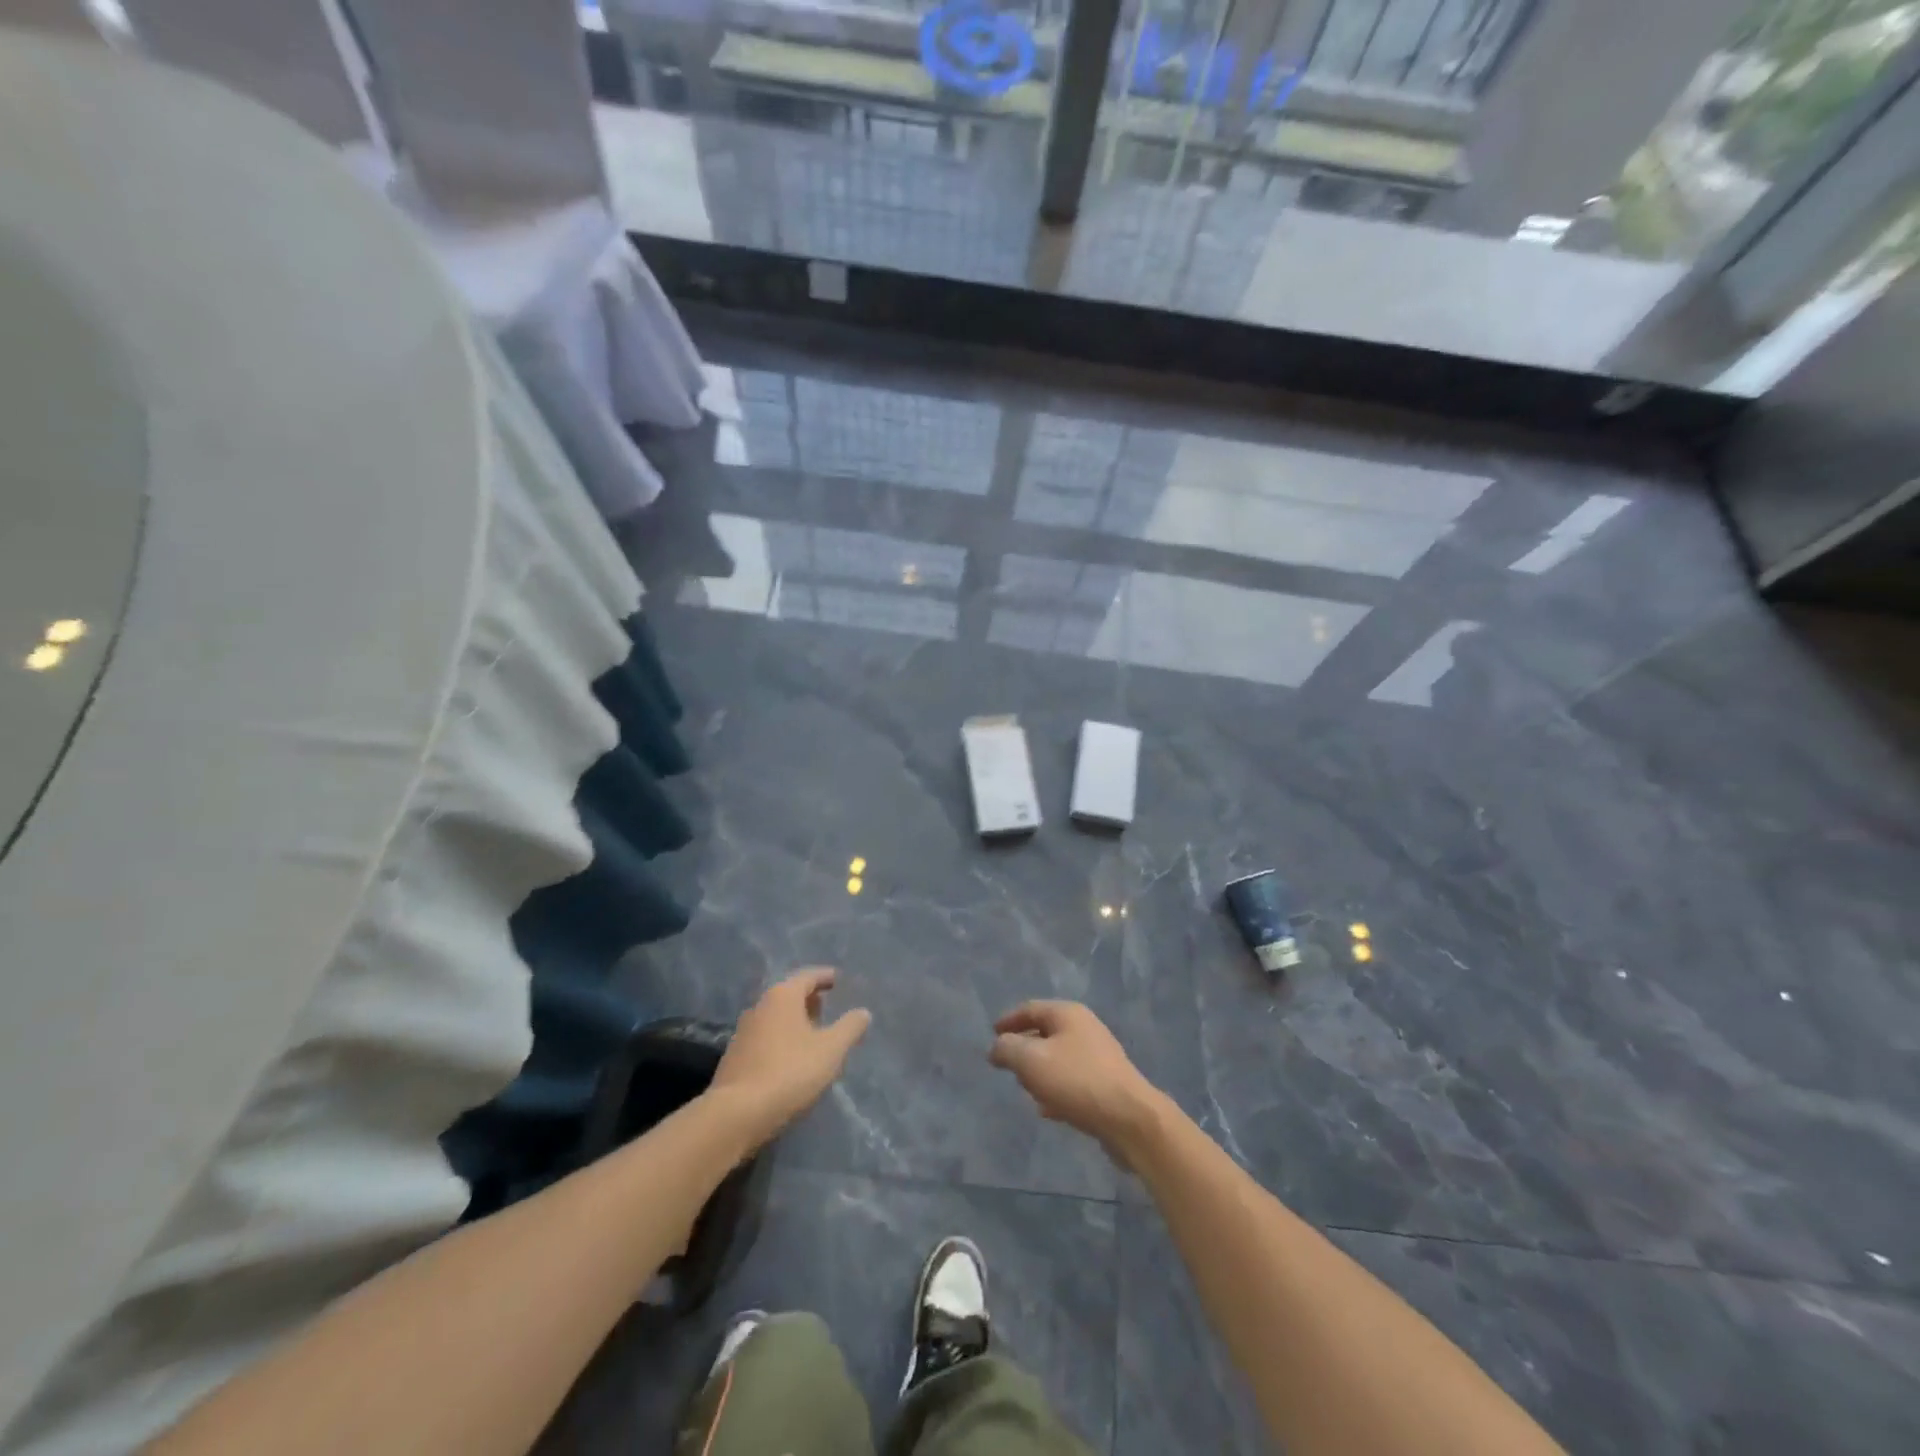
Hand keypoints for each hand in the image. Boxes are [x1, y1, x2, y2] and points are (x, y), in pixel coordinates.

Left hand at [710, 968, 871, 1146]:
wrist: (736, 1114)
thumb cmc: (789, 1072)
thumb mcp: (831, 1050)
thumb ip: (850, 1028)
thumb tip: (863, 1012)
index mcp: (782, 996)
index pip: (807, 976)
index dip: (824, 977)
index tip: (836, 979)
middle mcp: (760, 1007)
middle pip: (788, 995)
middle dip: (808, 999)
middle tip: (826, 1006)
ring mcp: (743, 1032)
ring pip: (775, 1018)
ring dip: (794, 1021)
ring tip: (812, 1034)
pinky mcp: (735, 1057)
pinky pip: (765, 1038)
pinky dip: (781, 1039)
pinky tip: (790, 1058)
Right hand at [988, 1001, 1163, 1161]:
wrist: (1129, 1118)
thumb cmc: (1076, 1081)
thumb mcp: (1031, 1061)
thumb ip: (1007, 1049)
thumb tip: (998, 1047)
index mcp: (1068, 1014)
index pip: (1029, 1009)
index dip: (1008, 1020)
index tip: (992, 1034)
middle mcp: (1085, 1028)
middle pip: (1045, 1032)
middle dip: (1024, 1048)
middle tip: (1007, 1065)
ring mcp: (1099, 1055)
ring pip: (1059, 1058)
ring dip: (1040, 1072)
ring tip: (1026, 1090)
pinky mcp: (1107, 1083)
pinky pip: (1073, 1080)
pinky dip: (1056, 1089)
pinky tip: (1048, 1110)